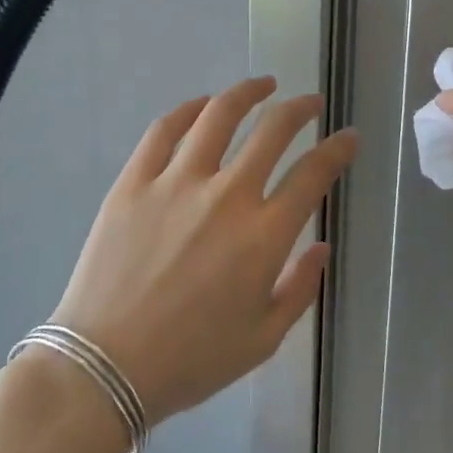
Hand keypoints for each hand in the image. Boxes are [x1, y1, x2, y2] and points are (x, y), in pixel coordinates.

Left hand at [46, 77, 357, 420]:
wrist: (104, 368)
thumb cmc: (190, 360)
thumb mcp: (262, 339)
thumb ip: (300, 288)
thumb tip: (320, 248)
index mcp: (264, 236)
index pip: (313, 174)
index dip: (337, 149)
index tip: (349, 137)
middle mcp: (226, 196)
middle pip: (272, 131)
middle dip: (300, 109)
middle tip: (310, 103)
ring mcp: (176, 183)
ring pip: (219, 116)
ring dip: (248, 92)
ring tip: (263, 84)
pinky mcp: (134, 182)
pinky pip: (164, 131)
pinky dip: (188, 110)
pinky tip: (202, 105)